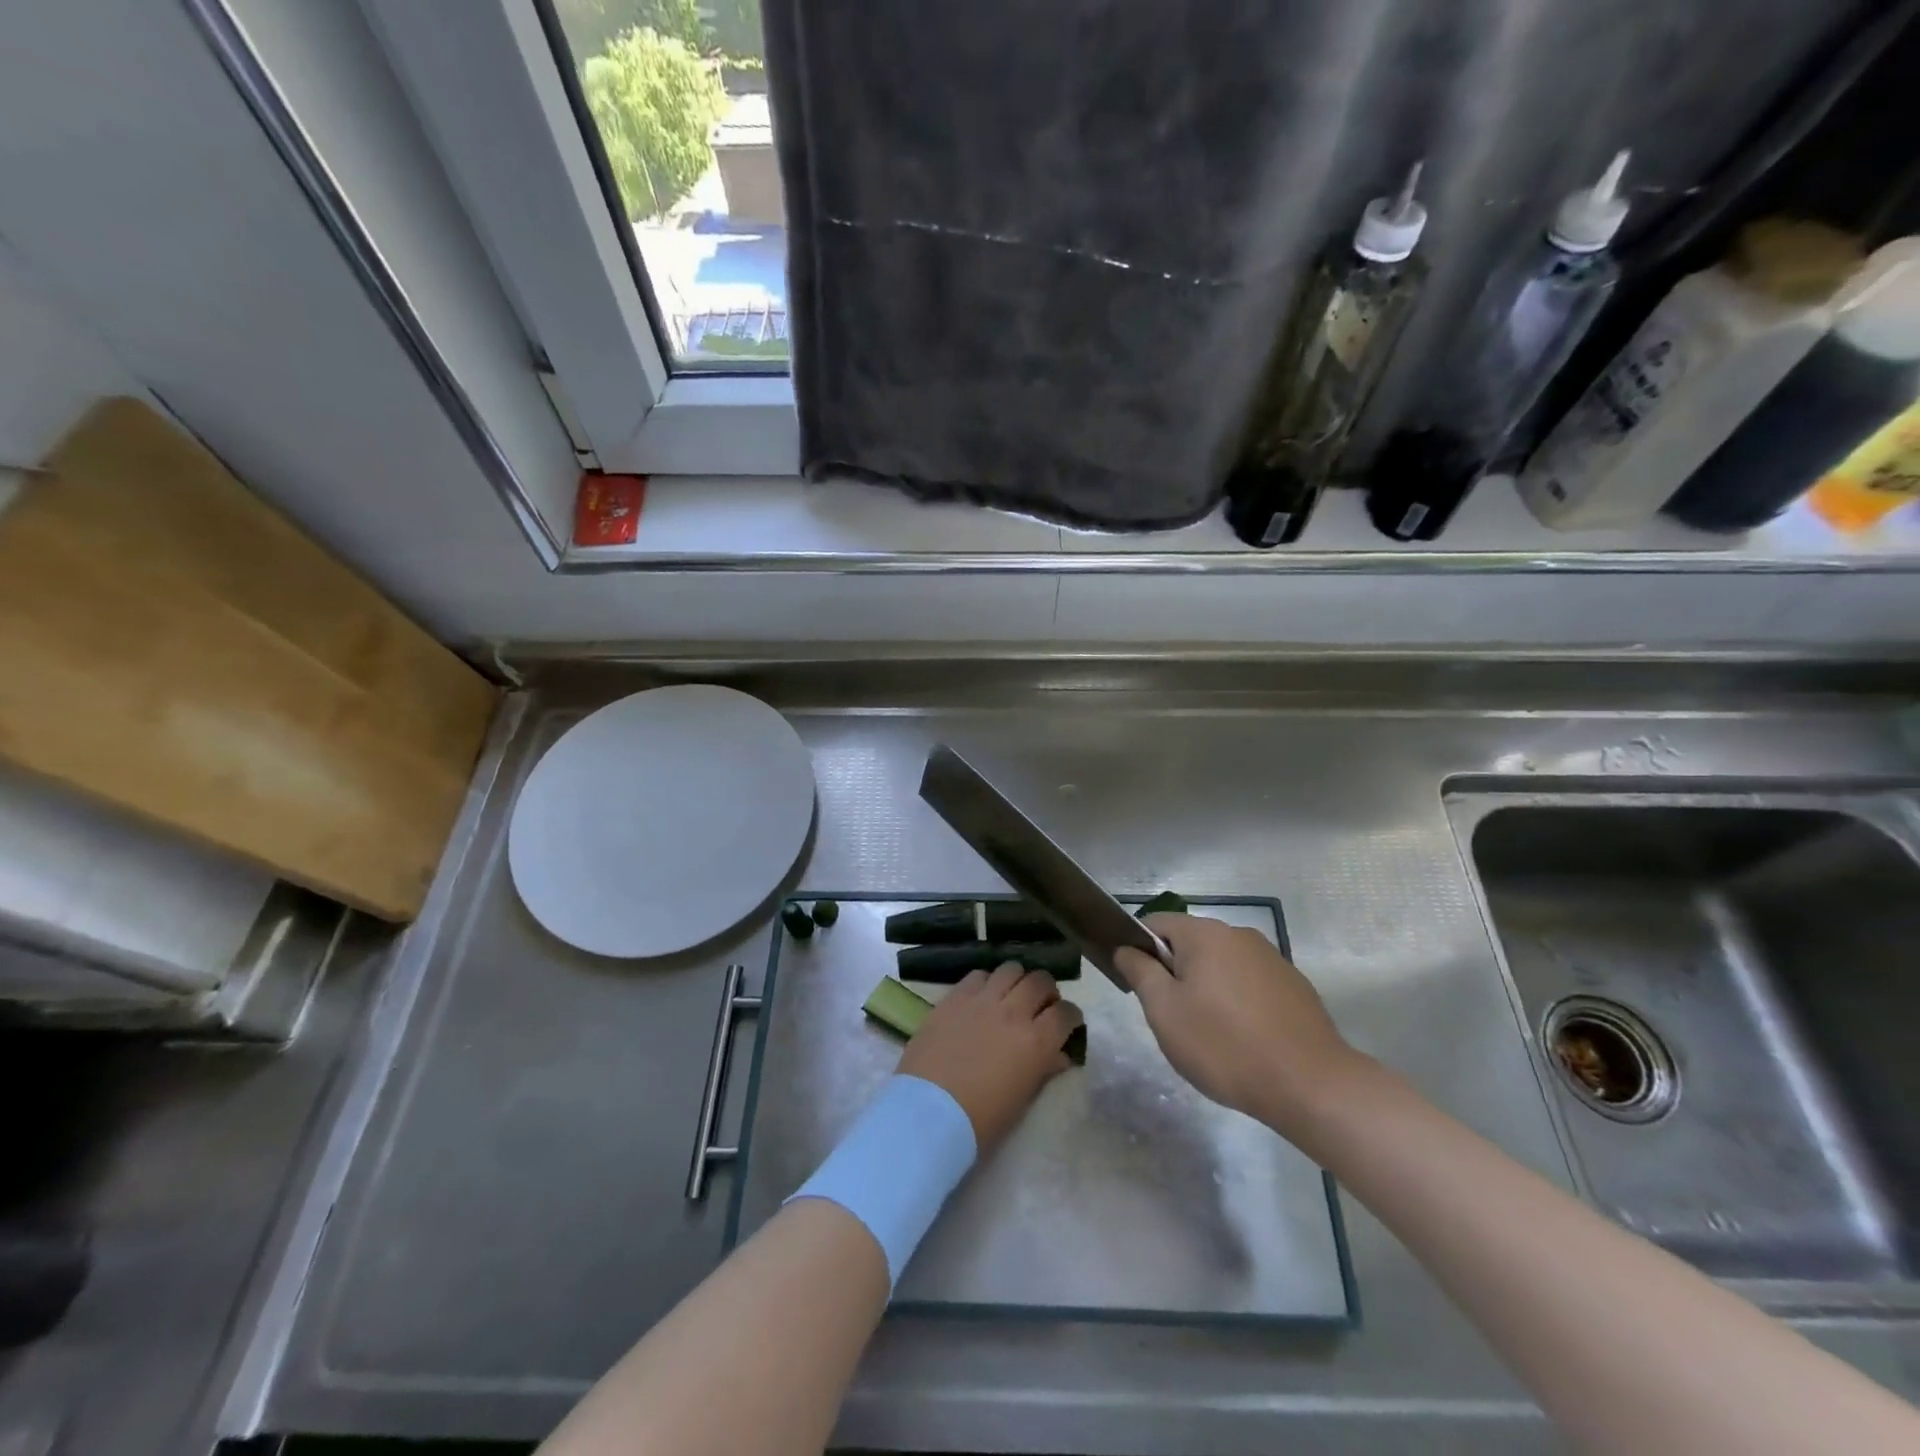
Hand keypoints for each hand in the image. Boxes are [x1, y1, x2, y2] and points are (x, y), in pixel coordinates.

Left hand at [898, 963, 1083, 1149]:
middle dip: (1047, 991)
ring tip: (1012, 994)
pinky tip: (982, 997)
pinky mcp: (954, 997)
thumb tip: (1059, 1055)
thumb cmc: (980, 1120)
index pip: (1066, 1014)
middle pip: (1040, 981)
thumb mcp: (1022, 1100)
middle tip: (1042, 1005)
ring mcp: (982, 1000)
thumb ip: (1044, 1070)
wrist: (928, 1113)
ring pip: (1011, 969)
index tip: (1068, 1023)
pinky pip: (978, 975)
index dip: (1071, 1016)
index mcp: (1036, 1042)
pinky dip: (987, 982)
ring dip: (1018, 980)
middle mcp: (1013, 1012)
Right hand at [1115, 914, 1364, 1138]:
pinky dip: (1237, 1002)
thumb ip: (1140, 972)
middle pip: (1189, 944)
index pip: (1155, 923)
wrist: (1312, 1085)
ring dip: (1206, 989)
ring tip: (1209, 1035)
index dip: (1138, 948)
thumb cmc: (1225, 1045)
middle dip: (1174, 974)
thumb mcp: (1165, 1011)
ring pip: (1221, 965)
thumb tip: (1126, 948)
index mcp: (1205, 934)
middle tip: (1171, 1018)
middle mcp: (1239, 934)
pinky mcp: (1294, 986)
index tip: (1137, 985)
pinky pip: (1249, 984)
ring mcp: (1271, 958)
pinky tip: (1243, 1040)